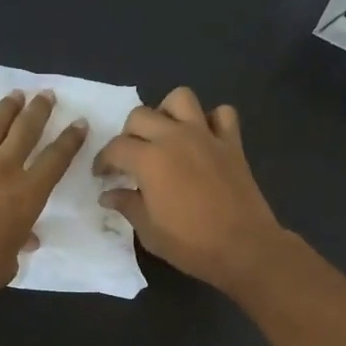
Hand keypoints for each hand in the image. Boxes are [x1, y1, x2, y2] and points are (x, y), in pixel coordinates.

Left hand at [0, 89, 88, 309]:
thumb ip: (19, 243)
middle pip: (26, 130)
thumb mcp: (10, 261)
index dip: (70, 140)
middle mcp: (2, 169)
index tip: (79, 123)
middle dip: (39, 110)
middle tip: (46, 95)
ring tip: (15, 95)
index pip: (56, 159)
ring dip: (5, 108)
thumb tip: (26, 238)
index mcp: (27, 194)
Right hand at [93, 87, 286, 292]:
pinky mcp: (232, 143)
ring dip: (167, 112)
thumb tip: (108, 194)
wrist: (243, 247)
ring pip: (181, 98)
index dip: (103, 160)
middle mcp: (175, 137)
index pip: (116, 148)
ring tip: (165, 136)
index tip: (102, 174)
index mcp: (149, 159)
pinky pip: (222, 114)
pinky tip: (203, 139)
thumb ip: (127, 205)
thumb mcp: (149, 231)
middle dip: (129, 134)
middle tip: (131, 157)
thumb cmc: (191, 244)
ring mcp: (206, 136)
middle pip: (141, 115)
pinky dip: (211, 120)